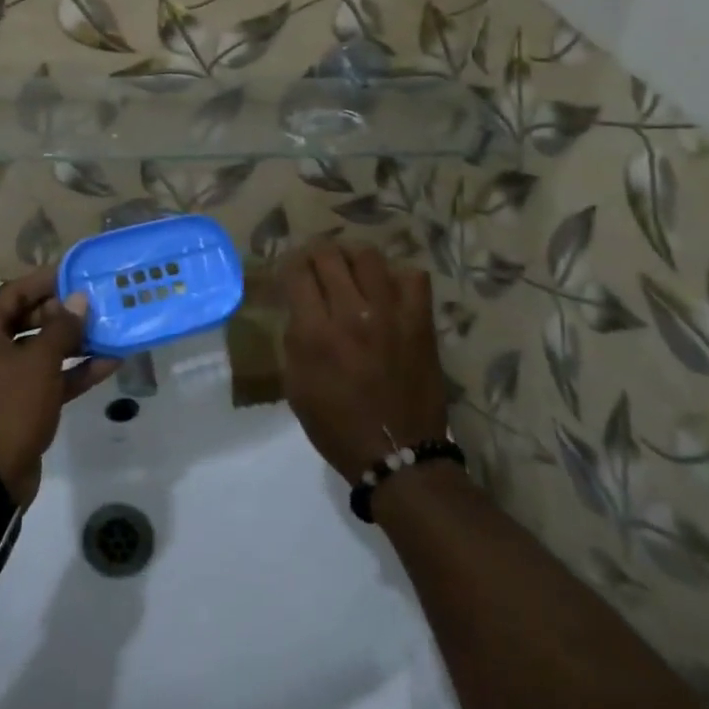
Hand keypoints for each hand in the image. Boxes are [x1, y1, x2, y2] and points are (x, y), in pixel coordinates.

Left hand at [0, 266, 118, 506]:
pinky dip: (72, 372)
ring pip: (40, 351)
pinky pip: (45, 379)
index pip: (14, 292)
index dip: (46, 281)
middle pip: (27, 319)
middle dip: (63, 313)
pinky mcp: (16, 406)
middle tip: (97, 303)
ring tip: (109, 330)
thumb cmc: (8, 408)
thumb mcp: (39, 362)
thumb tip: (79, 299)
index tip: (78, 272)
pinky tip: (108, 363)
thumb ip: (62, 327)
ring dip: (73, 343)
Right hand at [279, 242, 448, 480]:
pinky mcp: (420, 322)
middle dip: (315, 253)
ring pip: (368, 255)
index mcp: (315, 334)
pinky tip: (387, 288)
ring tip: (350, 267)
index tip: (289, 270)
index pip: (297, 272)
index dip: (288, 263)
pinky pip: (413, 277)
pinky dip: (397, 275)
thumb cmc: (337, 426)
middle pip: (329, 255)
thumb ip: (295, 339)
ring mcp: (390, 314)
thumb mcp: (296, 386)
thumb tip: (299, 308)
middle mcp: (350, 314)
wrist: (398, 455)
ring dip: (352, 256)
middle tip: (315, 263)